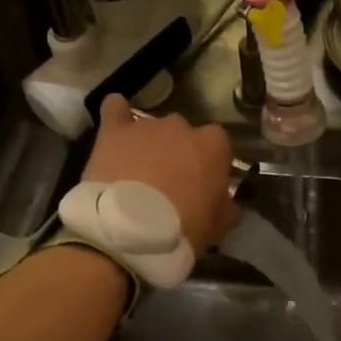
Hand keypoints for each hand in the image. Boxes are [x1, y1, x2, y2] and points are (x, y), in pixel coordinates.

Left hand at [83, 95, 239, 250]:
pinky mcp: (114, 131)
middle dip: (178, 153)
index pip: (218, 145)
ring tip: (137, 172)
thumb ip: (225, 208)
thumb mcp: (217, 226)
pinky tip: (117, 129)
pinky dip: (116, 114)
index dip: (209, 164)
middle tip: (169, 183)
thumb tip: (226, 203)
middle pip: (183, 134)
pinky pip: (114, 109)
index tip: (203, 185)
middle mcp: (182, 126)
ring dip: (148, 145)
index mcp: (213, 145)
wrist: (128, 231)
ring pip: (152, 128)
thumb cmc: (181, 229)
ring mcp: (146, 125)